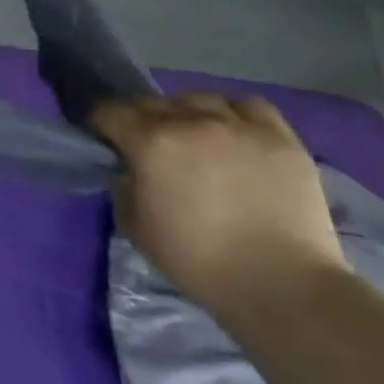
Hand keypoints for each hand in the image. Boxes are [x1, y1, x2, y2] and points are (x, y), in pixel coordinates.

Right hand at [90, 94, 349, 318]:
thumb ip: (123, 187)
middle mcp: (191, 122)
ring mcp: (239, 127)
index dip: (102, 125)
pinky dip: (233, 113)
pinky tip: (233, 132)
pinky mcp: (281, 139)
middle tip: (147, 145)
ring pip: (199, 98)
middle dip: (141, 119)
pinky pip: (248, 106)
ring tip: (193, 136)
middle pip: (151, 101)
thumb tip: (129, 170)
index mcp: (150, 142)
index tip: (106, 142)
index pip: (110, 112)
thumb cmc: (197, 260)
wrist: (282, 285)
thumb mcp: (135, 226)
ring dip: (186, 112)